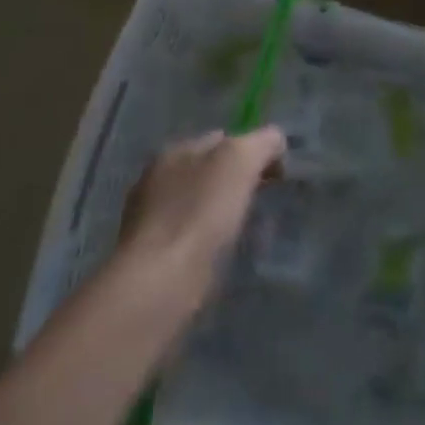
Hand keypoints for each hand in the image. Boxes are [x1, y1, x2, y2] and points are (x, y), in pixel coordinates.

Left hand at [115, 127, 284, 309]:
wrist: (158, 285)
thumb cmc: (200, 214)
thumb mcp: (240, 161)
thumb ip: (261, 142)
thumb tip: (275, 141)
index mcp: (175, 150)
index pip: (221, 139)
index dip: (251, 150)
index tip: (275, 175)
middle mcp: (156, 180)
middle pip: (207, 172)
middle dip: (234, 183)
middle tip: (263, 203)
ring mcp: (149, 222)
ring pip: (197, 207)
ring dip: (218, 215)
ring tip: (245, 234)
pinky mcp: (150, 261)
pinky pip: (188, 241)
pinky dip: (205, 245)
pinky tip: (219, 259)